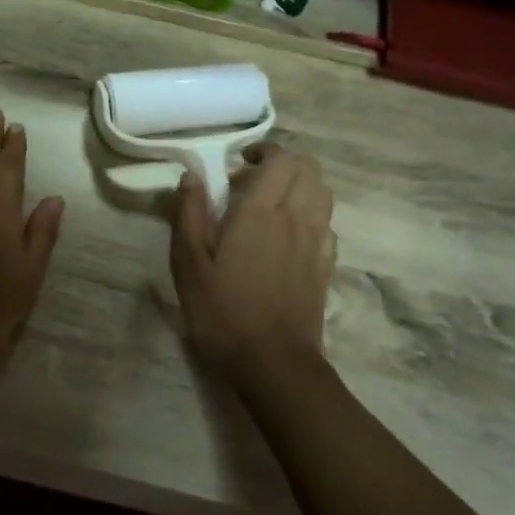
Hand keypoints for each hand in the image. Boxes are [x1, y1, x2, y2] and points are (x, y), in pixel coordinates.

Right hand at [170, 144, 334, 381]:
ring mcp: (317, 242)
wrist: (273, 363)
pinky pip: (326, 223)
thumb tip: (192, 176)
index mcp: (261, 210)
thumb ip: (189, 213)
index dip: (263, 151)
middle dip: (283, 164)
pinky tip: (288, 236)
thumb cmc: (223, 311)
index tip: (238, 166)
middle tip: (252, 183)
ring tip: (271, 206)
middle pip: (308, 168)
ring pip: (322, 193)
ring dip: (299, 187)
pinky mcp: (326, 266)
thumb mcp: (188, 262)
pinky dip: (310, 215)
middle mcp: (296, 217)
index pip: (281, 158)